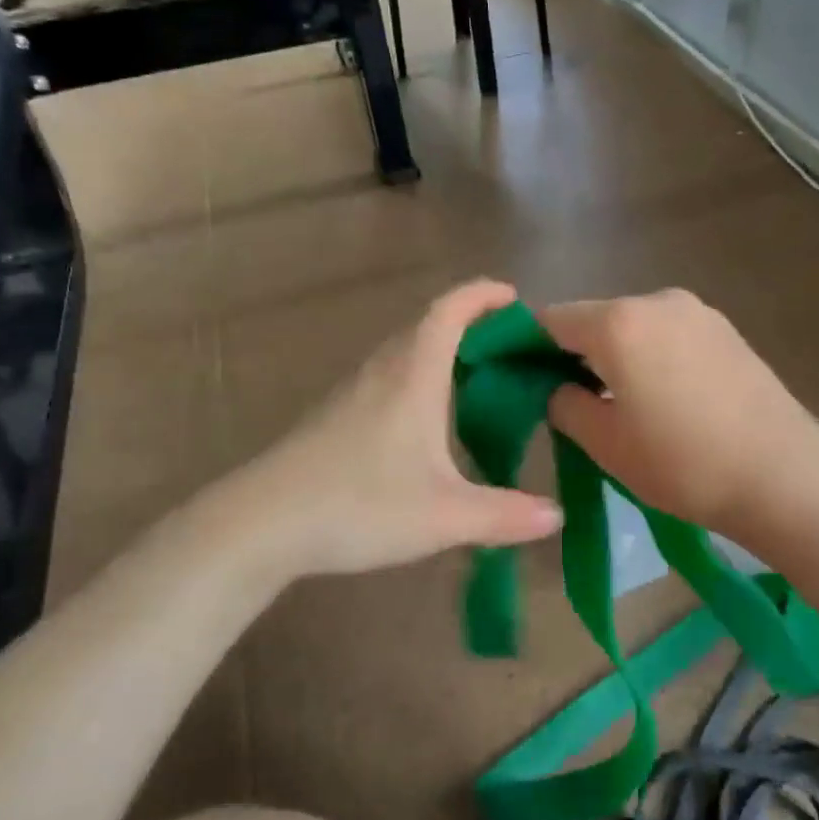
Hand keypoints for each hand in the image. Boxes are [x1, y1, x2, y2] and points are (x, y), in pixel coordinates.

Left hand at [228, 280, 562, 577]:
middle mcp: (382, 372)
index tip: (514, 296)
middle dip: (470, 325)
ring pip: (403, 353)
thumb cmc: (359, 504)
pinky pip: (387, 379)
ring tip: (476, 382)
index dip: (482, 295)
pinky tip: (427, 424)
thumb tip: (557, 517)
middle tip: (508, 349)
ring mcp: (352, 393)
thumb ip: (506, 515)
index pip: (449, 311)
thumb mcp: (445, 516)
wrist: (261, 524)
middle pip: (427, 326)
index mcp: (412, 375)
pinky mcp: (334, 417)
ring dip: (441, 353)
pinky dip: (417, 380)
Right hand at [540, 290, 818, 540]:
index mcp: (618, 322)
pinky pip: (669, 334)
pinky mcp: (727, 329)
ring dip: (616, 355)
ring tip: (622, 404)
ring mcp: (697, 311)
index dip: (527, 347)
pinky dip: (651, 356)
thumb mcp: (605, 443)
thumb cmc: (682, 462)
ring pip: (634, 326)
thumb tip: (557, 388)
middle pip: (595, 319)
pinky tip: (665, 398)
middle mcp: (656, 300)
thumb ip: (564, 404)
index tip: (522, 380)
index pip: (551, 320)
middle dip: (575, 353)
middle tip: (572, 400)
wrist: (784, 475)